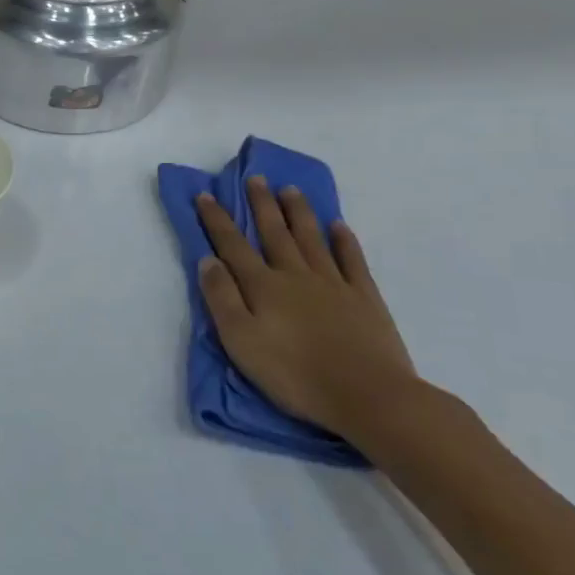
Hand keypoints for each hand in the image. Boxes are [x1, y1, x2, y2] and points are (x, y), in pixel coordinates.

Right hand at [195, 178, 418, 443]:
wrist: (369, 396)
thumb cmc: (294, 373)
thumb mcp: (240, 340)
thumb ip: (222, 298)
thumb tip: (208, 260)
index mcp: (262, 286)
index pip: (232, 245)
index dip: (217, 219)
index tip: (205, 195)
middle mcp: (295, 275)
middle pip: (274, 233)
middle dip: (261, 204)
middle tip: (255, 178)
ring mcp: (333, 284)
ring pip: (311, 239)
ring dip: (298, 213)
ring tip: (290, 190)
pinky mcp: (364, 298)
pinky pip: (352, 260)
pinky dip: (343, 241)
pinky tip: (339, 227)